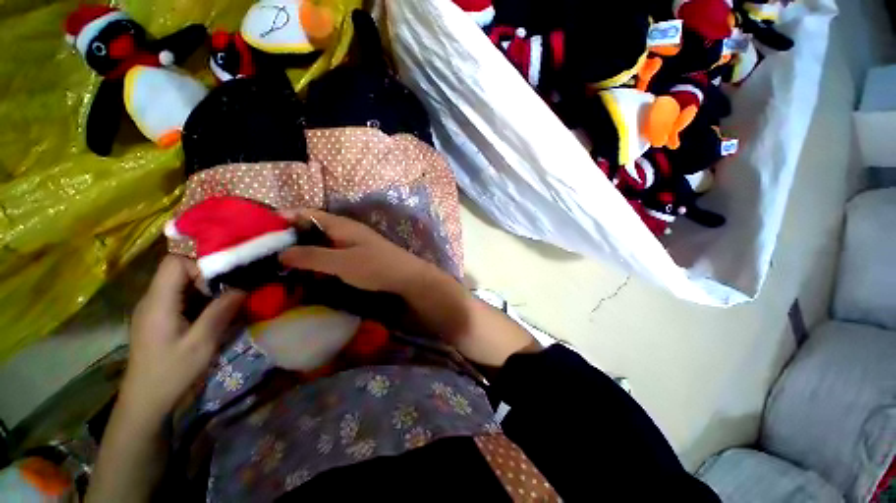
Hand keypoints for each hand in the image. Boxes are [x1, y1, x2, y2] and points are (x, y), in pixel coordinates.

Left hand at [120, 255, 244, 422]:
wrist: (144, 401)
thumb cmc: (171, 373)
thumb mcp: (201, 344)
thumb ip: (220, 312)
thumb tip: (243, 287)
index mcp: (158, 302)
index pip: (175, 262)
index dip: (200, 261)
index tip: (224, 276)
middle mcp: (152, 299)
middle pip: (178, 269)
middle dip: (209, 272)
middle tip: (234, 285)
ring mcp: (154, 308)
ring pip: (181, 282)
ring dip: (206, 285)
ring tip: (229, 297)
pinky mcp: (158, 317)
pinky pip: (180, 296)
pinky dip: (200, 297)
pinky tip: (214, 310)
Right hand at [278, 209, 429, 294]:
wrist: (406, 277)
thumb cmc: (375, 266)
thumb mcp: (341, 262)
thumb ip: (311, 257)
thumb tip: (280, 253)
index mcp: (340, 224)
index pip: (306, 213)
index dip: (283, 218)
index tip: (258, 230)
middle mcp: (344, 230)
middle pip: (311, 227)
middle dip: (288, 237)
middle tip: (263, 252)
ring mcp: (351, 243)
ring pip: (320, 242)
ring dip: (302, 250)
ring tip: (278, 263)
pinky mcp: (355, 256)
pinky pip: (330, 253)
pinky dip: (316, 259)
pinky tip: (306, 271)